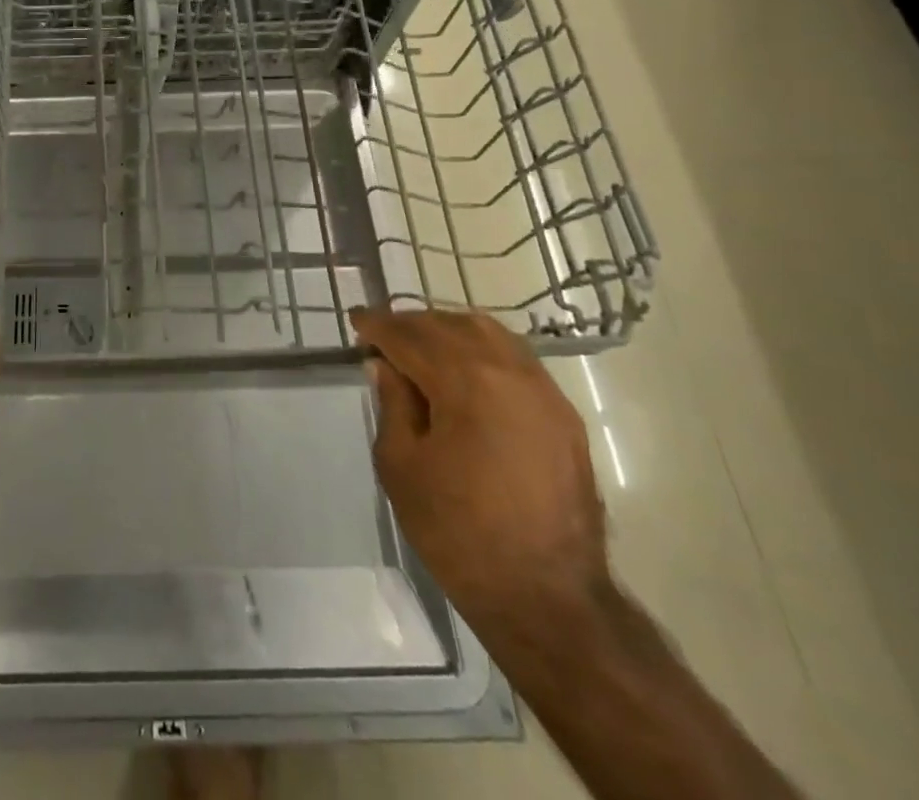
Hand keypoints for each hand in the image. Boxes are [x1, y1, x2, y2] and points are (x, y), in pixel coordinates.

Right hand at [351, 308, 609, 627]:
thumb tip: (386, 365)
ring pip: (488, 333)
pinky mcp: (563, 415)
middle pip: (450, 325)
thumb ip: (393, 403)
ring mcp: (543, 391)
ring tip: (420, 346)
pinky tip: (463, 369)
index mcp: (466, 382)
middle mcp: (509, 372)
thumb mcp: (401, 465)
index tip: (355, 320)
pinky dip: (482, 349)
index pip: (411, 336)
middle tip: (382, 335)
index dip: (378, 325)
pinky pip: (516, 358)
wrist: (548, 597)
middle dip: (410, 324)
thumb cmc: (458, 532)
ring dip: (448, 330)